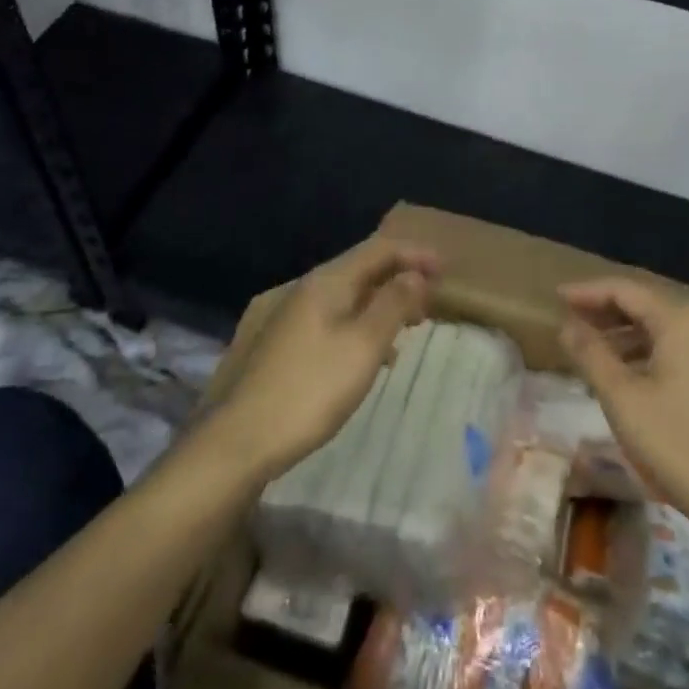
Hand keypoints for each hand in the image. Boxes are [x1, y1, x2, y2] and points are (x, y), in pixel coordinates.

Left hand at [210, 238, 439, 481]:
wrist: (243, 439)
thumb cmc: (312, 388)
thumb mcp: (365, 345)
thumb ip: (393, 303)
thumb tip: (415, 275)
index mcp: (327, 281)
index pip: (379, 249)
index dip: (414, 254)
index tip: (446, 269)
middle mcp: (307, 289)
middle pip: (362, 269)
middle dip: (400, 278)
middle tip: (432, 299)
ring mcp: (291, 316)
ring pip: (348, 296)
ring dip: (382, 303)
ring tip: (409, 325)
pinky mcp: (284, 344)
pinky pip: (334, 318)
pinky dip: (362, 324)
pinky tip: (372, 353)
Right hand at [559, 279, 688, 561]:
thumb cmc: (685, 448)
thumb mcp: (626, 401)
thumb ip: (592, 356)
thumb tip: (567, 325)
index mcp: (683, 319)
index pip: (626, 289)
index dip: (587, 292)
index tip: (556, 297)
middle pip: (648, 304)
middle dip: (606, 312)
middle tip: (570, 322)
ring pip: (665, 329)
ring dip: (627, 335)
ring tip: (594, 351)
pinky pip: (682, 349)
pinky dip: (651, 353)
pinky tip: (633, 377)